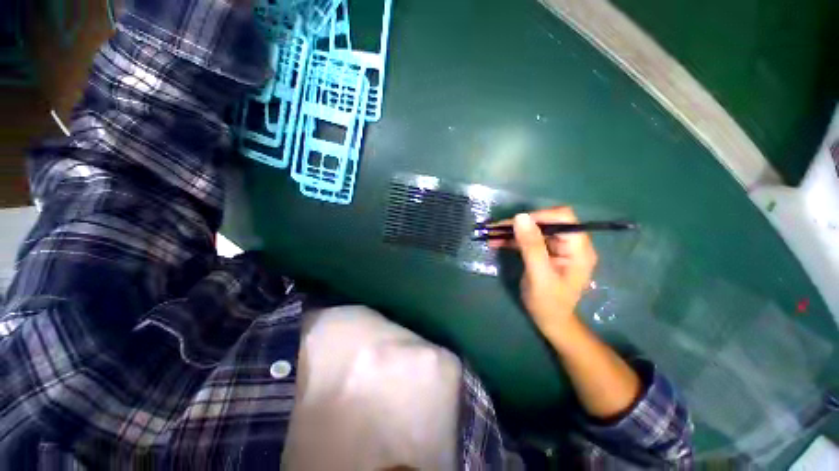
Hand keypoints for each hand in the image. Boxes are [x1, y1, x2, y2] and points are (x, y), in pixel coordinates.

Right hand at [490, 207, 597, 339]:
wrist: (550, 321)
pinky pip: (528, 240)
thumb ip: (531, 246)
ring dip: (512, 231)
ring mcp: (557, 248)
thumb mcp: (539, 275)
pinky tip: (496, 242)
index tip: (515, 224)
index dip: (539, 216)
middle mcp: (570, 244)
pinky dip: (512, 240)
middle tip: (496, 229)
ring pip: (534, 230)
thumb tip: (520, 217)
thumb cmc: (548, 303)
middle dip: (520, 224)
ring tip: (491, 235)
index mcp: (578, 248)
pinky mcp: (545, 252)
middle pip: (545, 222)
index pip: (563, 218)